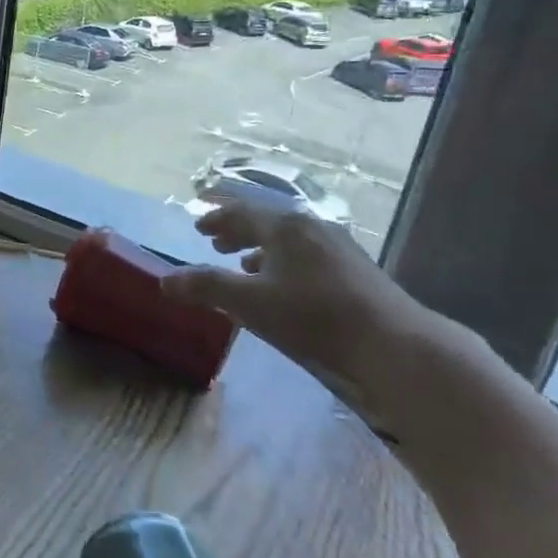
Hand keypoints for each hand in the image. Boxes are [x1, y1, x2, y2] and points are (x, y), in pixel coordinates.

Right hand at [161, 200, 487, 432]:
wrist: (393, 345)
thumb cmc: (314, 317)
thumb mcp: (250, 303)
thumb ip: (206, 288)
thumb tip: (164, 281)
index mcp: (285, 227)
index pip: (242, 212)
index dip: (217, 218)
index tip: (198, 226)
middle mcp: (312, 228)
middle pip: (267, 222)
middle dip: (238, 231)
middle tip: (215, 241)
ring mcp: (339, 248)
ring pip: (290, 241)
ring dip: (262, 249)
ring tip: (245, 264)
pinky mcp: (357, 271)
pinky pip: (308, 256)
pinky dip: (286, 264)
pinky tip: (285, 287)